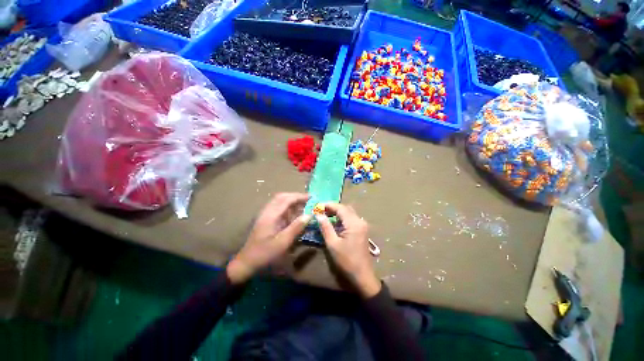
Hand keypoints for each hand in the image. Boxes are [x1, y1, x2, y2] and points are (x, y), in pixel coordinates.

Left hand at [227, 193, 310, 284]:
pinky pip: (278, 208)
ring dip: (292, 201)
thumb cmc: (265, 253)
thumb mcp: (283, 242)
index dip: (300, 196)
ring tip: (304, 204)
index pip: (287, 199)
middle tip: (308, 200)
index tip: (312, 197)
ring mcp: (266, 214)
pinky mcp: (266, 219)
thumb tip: (309, 215)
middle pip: (282, 197)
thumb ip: (296, 227)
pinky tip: (295, 213)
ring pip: (280, 201)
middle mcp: (268, 211)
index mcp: (271, 215)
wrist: (247, 262)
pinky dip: (288, 207)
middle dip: (296, 196)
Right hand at [316, 203, 380, 297]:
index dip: (329, 205)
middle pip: (346, 208)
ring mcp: (362, 225)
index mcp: (354, 223)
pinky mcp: (362, 229)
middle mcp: (360, 221)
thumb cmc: (346, 260)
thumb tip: (318, 214)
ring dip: (338, 212)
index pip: (340, 208)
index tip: (318, 205)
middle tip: (321, 210)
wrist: (362, 275)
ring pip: (349, 212)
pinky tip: (335, 222)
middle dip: (333, 207)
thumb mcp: (333, 244)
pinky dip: (342, 217)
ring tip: (326, 215)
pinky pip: (351, 218)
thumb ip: (326, 227)